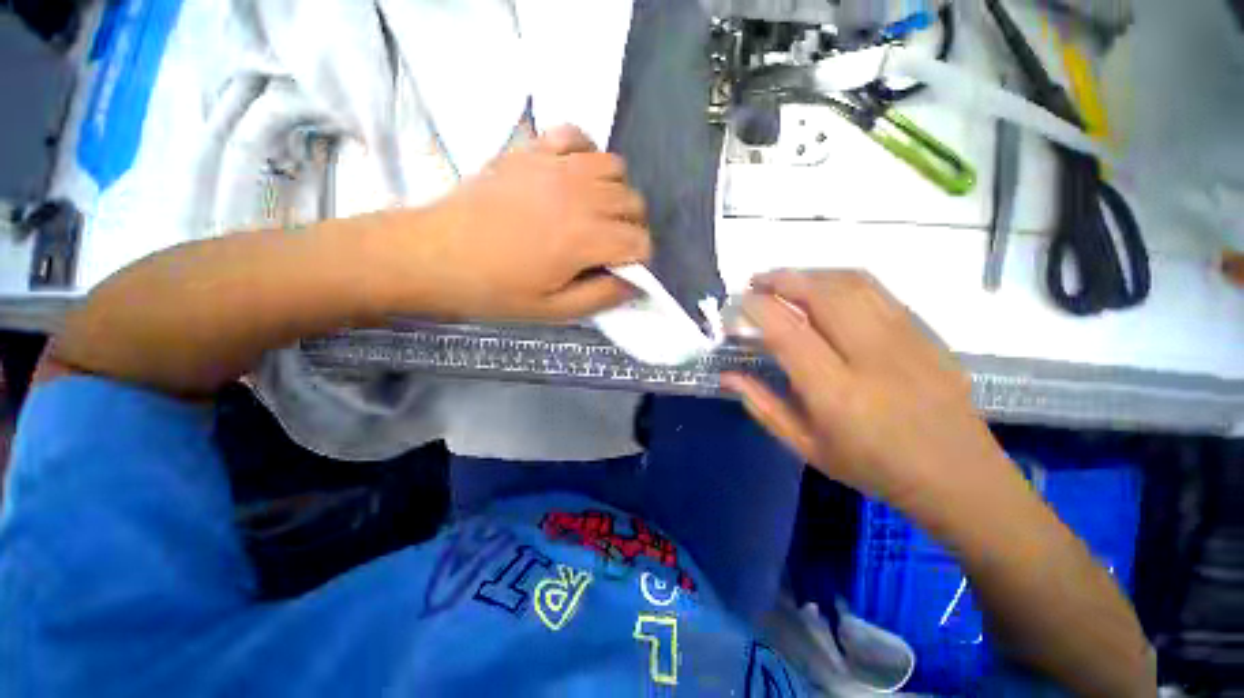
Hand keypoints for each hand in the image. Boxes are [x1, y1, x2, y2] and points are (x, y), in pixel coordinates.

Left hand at [385, 125, 651, 321]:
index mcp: (585, 238)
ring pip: (616, 167)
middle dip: (630, 230)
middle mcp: (580, 195)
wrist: (434, 255)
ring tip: (595, 213)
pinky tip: (575, 176)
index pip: (640, 242)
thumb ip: (601, 297)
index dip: (638, 261)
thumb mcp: (553, 310)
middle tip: (607, 248)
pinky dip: (587, 154)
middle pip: (634, 204)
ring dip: (616, 193)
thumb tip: (634, 284)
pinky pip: (578, 135)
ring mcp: (556, 165)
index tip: (621, 272)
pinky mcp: (532, 150)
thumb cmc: (495, 290)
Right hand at [722, 270, 1009, 513]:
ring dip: (810, 274)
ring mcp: (906, 339)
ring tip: (783, 280)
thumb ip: (763, 406)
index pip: (789, 333)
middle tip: (754, 282)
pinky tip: (823, 287)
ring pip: (851, 284)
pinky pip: (878, 290)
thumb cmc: (873, 467)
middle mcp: (873, 358)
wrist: (958, 476)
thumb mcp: (806, 447)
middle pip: (822, 296)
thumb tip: (728, 376)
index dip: (758, 309)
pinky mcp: (926, 332)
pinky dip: (840, 279)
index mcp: (837, 394)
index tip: (737, 304)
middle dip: (781, 279)